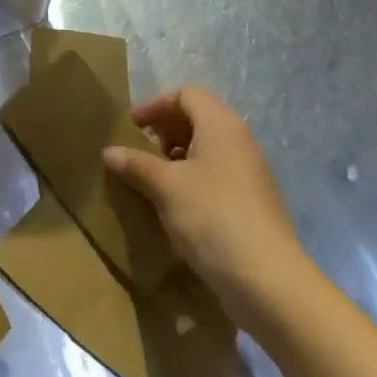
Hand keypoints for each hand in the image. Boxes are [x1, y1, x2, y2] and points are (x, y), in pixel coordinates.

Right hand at [103, 87, 312, 333]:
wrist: (268, 281)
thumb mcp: (165, 187)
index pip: (185, 95)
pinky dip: (193, 177)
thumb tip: (109, 151)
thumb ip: (135, 164)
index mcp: (221, 125)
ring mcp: (250, 172)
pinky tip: (176, 204)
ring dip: (177, 155)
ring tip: (154, 178)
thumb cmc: (212, 217)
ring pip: (208, 148)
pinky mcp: (253, 202)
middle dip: (165, 129)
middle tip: (141, 150)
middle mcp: (240, 140)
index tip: (132, 127)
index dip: (155, 105)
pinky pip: (217, 174)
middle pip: (198, 118)